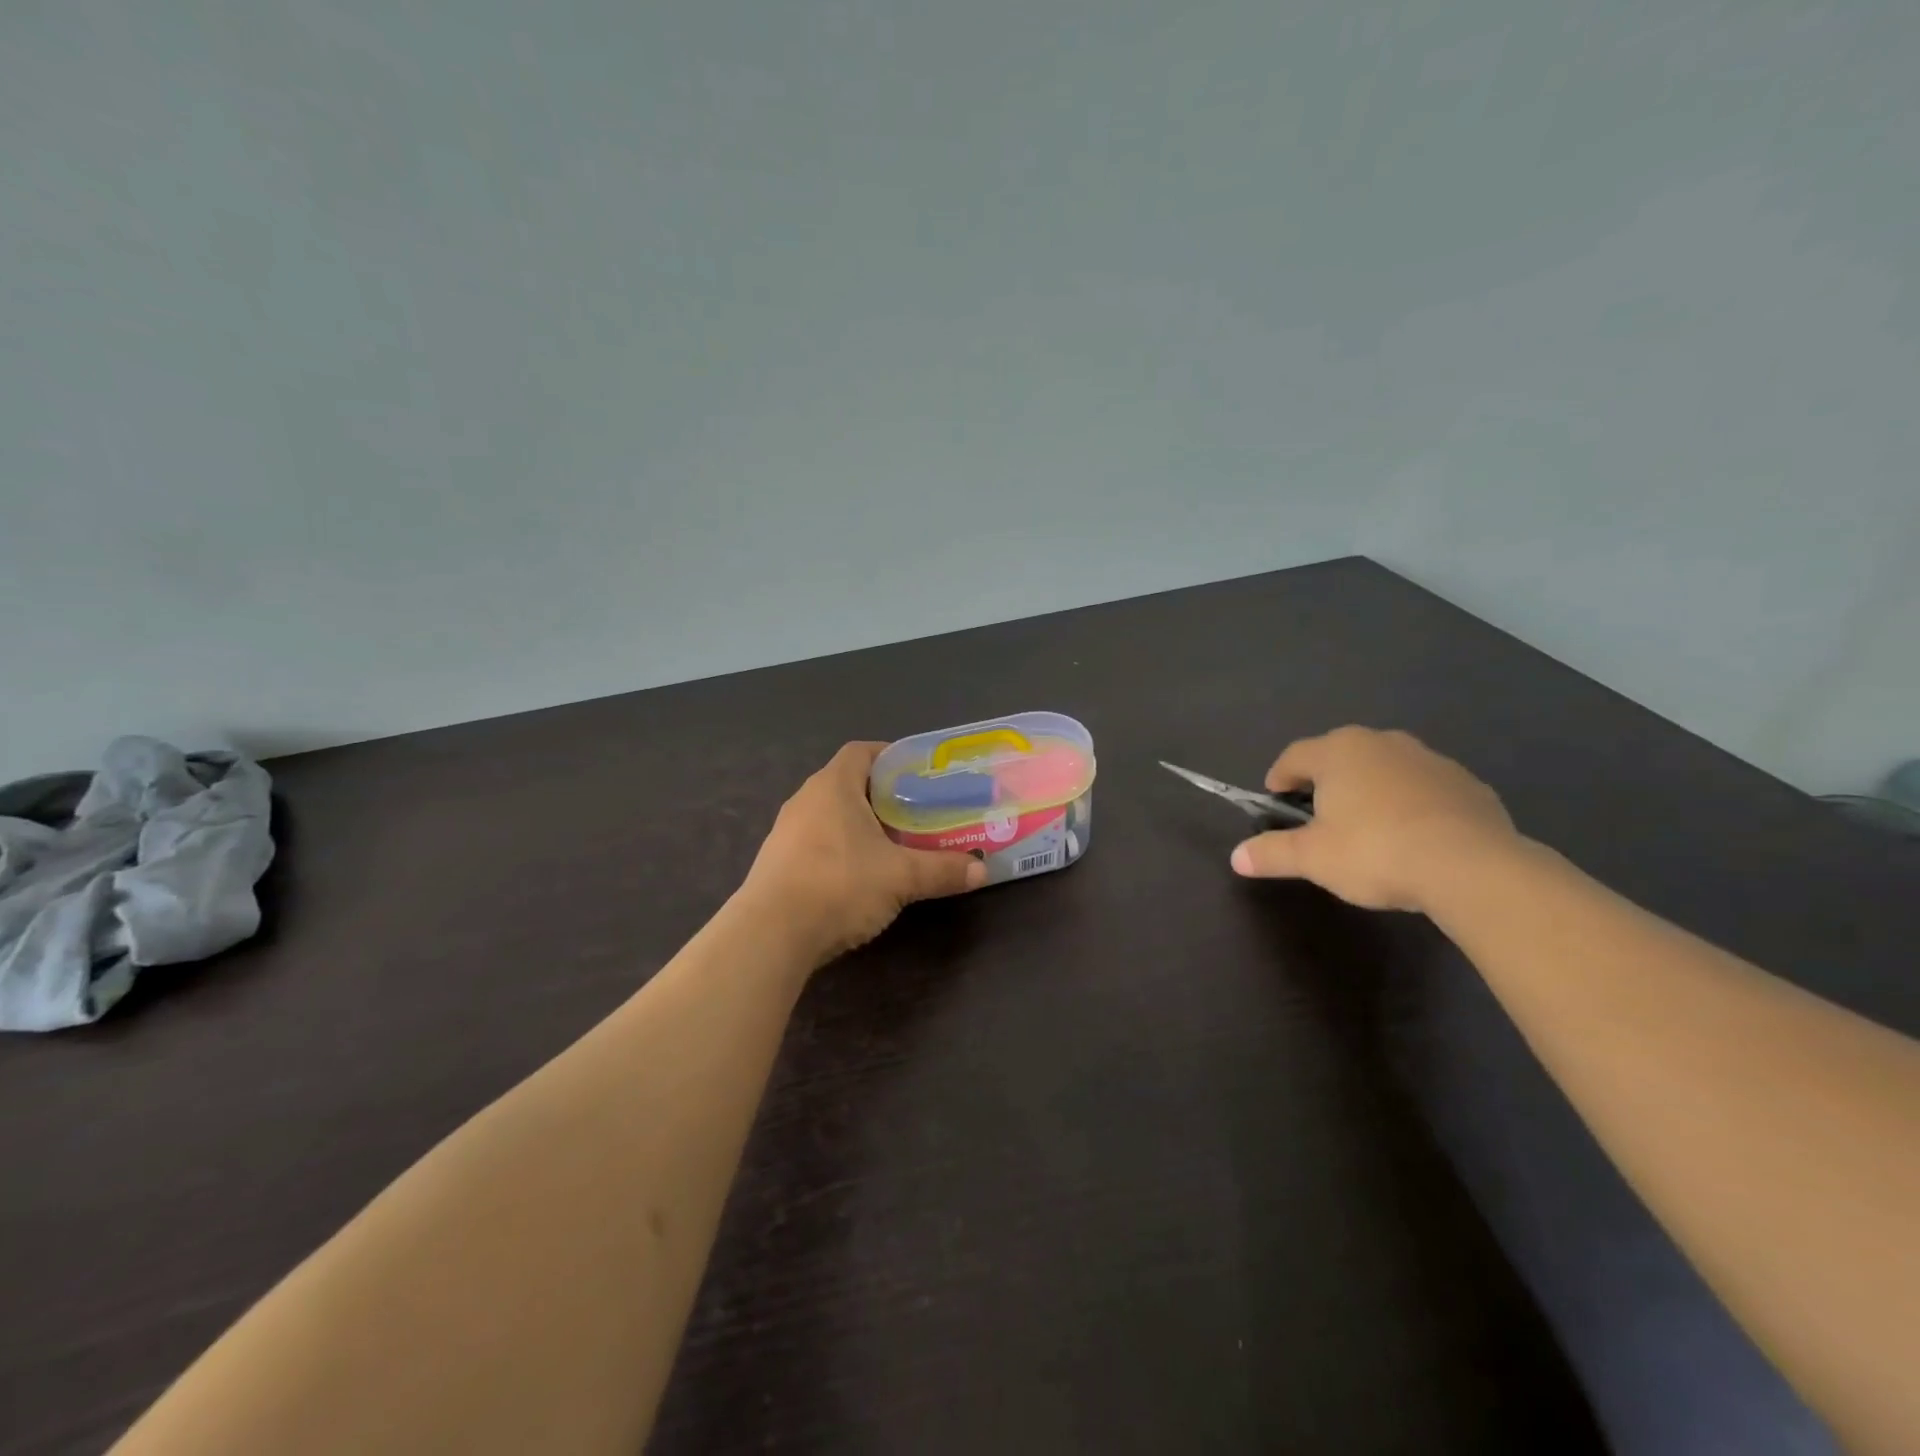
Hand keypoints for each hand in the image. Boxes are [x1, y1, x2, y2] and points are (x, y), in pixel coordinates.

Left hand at [739, 742, 987, 964]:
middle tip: (916, 813)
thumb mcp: (901, 877)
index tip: (919, 774)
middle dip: (883, 796)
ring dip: (860, 825)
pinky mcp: (777, 862)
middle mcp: (806, 799)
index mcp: (833, 786)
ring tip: (893, 845)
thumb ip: (942, 870)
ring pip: (831, 815)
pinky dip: (840, 849)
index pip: (861, 751)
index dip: (890, 756)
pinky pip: (816, 842)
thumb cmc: (839, 885)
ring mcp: (786, 831)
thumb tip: (982, 870)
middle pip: (848, 783)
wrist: (770, 934)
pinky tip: (858, 876)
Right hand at [1230, 727, 1518, 912]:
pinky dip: (1410, 804)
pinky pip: (1423, 788)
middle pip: (1340, 756)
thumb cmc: (1376, 851)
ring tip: (1366, 828)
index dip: (1279, 777)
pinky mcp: (1466, 783)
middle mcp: (1382, 743)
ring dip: (1369, 790)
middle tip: (1317, 815)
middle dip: (1325, 781)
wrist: (1473, 867)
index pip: (1294, 756)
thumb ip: (1272, 853)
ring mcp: (1429, 759)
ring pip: (1384, 769)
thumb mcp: (1313, 858)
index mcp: (1339, 751)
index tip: (1274, 798)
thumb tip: (1236, 857)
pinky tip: (1412, 837)